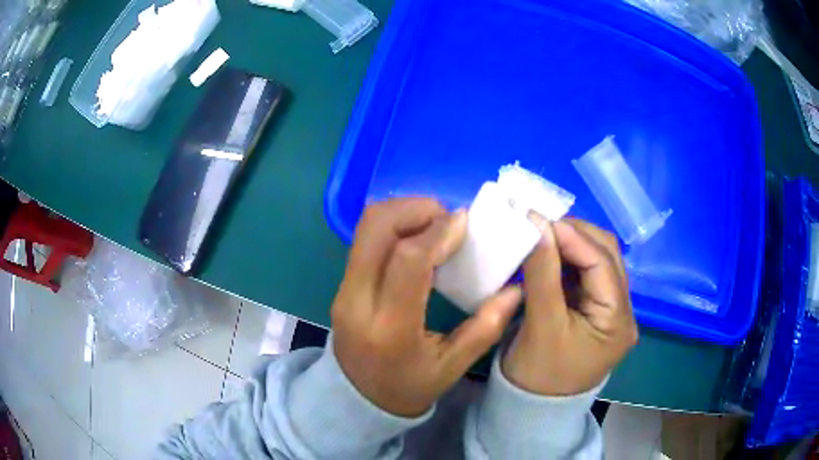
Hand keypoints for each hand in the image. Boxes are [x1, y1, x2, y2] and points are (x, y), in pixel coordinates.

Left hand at [332, 198, 522, 416]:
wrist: (355, 398)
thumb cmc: (406, 387)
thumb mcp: (451, 368)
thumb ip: (485, 328)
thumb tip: (516, 290)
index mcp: (390, 327)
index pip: (408, 260)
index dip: (438, 232)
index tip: (465, 221)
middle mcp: (358, 300)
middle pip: (376, 227)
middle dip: (416, 209)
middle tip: (448, 219)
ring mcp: (343, 289)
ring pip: (366, 227)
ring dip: (403, 213)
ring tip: (435, 225)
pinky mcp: (341, 283)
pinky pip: (364, 239)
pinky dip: (393, 226)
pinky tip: (417, 239)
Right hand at [502, 216, 638, 395]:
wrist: (533, 408)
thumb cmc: (538, 375)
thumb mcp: (541, 326)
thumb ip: (542, 273)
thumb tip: (536, 225)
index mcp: (618, 320)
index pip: (603, 264)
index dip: (573, 236)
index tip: (539, 219)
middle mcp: (621, 310)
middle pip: (606, 256)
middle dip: (574, 235)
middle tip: (540, 225)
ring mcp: (609, 309)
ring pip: (596, 261)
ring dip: (570, 244)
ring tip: (541, 236)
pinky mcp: (593, 310)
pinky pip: (583, 274)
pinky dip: (565, 259)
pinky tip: (546, 254)